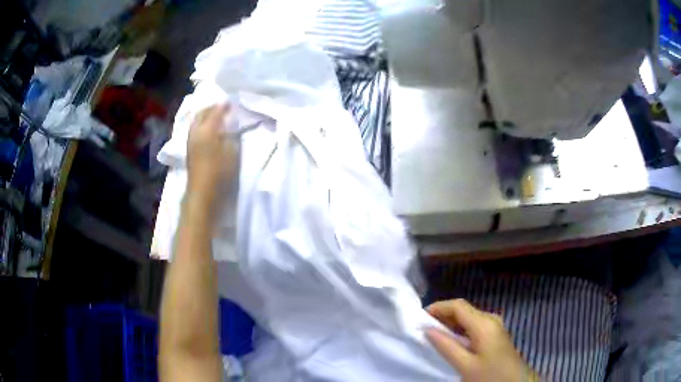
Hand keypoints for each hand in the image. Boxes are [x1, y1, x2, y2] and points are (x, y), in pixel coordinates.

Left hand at [187, 104, 236, 205]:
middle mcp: (196, 131)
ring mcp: (190, 140)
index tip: (231, 102)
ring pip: (196, 121)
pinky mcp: (189, 149)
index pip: (215, 111)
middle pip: (202, 113)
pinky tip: (207, 127)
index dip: (224, 106)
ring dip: (204, 115)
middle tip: (222, 107)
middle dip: (211, 108)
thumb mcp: (232, 152)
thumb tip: (230, 124)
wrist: (203, 191)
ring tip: (214, 115)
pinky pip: (194, 128)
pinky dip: (201, 123)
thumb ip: (231, 134)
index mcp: (207, 129)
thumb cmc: (220, 171)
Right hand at [426, 299, 537, 381]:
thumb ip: (446, 346)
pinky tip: (451, 342)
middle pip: (463, 310)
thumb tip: (427, 330)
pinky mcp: (495, 334)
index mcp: (484, 323)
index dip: (438, 307)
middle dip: (442, 316)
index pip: (458, 305)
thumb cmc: (490, 374)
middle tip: (423, 328)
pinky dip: (459, 331)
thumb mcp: (465, 365)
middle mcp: (490, 319)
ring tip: (433, 336)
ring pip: (468, 318)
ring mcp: (494, 326)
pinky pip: (474, 326)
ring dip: (450, 324)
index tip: (419, 318)